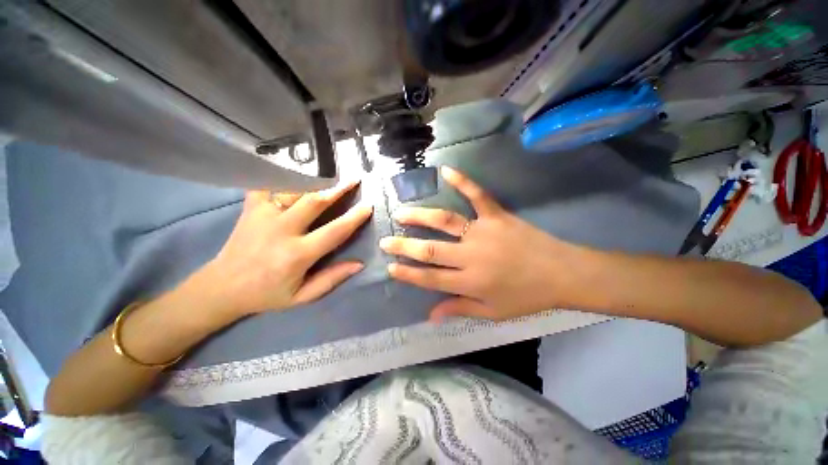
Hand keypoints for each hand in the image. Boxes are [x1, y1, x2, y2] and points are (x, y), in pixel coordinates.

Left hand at [198, 181, 371, 316]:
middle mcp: (282, 230)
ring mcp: (263, 215)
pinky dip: (282, 174)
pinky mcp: (251, 208)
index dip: (354, 218)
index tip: (368, 205)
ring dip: (316, 180)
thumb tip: (359, 263)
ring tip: (332, 173)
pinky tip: (296, 169)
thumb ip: (332, 279)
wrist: (223, 286)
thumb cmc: (267, 294)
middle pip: (315, 201)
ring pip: (294, 189)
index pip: (334, 231)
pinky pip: (268, 184)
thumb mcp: (302, 296)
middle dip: (338, 189)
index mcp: (297, 254)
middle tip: (354, 179)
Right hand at [380, 167, 583, 321]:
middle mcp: (470, 256)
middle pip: (430, 250)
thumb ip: (460, 309)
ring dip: (420, 217)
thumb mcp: (493, 312)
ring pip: (445, 222)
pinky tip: (446, 171)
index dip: (408, 274)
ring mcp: (483, 231)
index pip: (430, 278)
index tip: (391, 267)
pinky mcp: (497, 215)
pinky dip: (463, 182)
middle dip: (404, 246)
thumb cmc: (527, 296)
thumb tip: (430, 315)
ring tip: (401, 213)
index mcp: (470, 282)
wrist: (562, 273)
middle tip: (386, 241)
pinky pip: (478, 195)